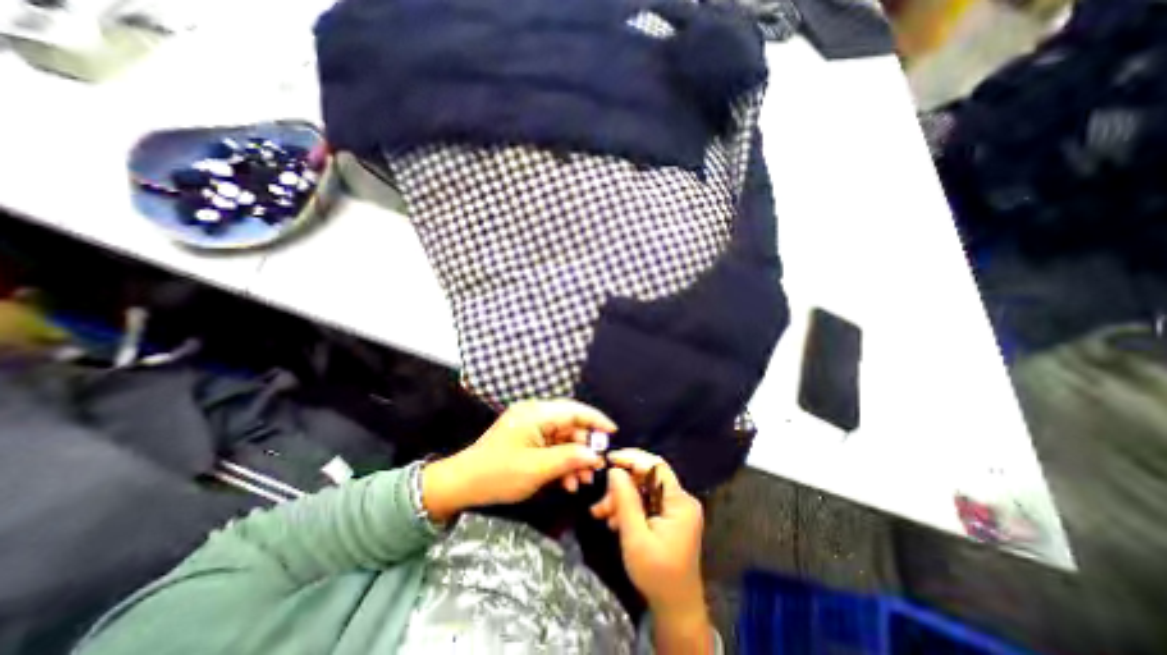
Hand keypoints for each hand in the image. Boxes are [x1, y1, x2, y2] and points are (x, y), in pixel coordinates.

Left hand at [422, 399, 619, 521]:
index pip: (574, 411)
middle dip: (584, 447)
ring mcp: (530, 425)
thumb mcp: (537, 469)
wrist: (462, 484)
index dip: (596, 420)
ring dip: (573, 458)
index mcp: (536, 414)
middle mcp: (535, 414)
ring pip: (562, 437)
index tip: (613, 433)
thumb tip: (596, 455)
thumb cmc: (498, 474)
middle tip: (596, 469)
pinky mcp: (526, 437)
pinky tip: (566, 481)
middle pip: (570, 425)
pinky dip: (560, 461)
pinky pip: (551, 445)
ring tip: (581, 481)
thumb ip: (569, 459)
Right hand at [590, 450, 705, 617]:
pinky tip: (614, 521)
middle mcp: (681, 500)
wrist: (676, 609)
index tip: (609, 459)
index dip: (632, 458)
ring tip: (601, 514)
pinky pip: (646, 502)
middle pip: (647, 478)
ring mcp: (676, 509)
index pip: (655, 465)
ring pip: (643, 490)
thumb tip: (615, 470)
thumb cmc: (657, 575)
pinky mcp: (670, 517)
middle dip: (621, 486)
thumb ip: (626, 501)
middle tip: (601, 503)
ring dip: (621, 499)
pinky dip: (629, 508)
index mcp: (679, 501)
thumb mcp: (636, 537)